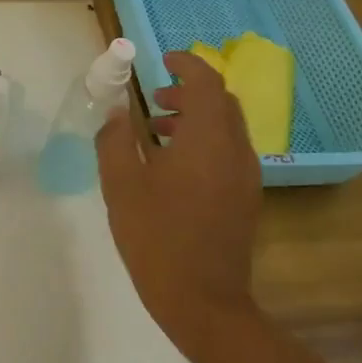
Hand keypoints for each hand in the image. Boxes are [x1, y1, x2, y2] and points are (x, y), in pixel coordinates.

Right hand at [95, 50, 261, 349]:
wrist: (203, 301)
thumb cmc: (156, 236)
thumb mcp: (122, 184)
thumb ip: (115, 138)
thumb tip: (115, 110)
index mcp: (208, 139)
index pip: (206, 82)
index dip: (186, 64)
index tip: (161, 61)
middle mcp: (235, 150)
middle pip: (221, 102)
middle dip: (189, 91)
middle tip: (153, 98)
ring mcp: (246, 176)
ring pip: (226, 127)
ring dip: (195, 117)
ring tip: (156, 130)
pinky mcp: (245, 197)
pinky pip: (228, 151)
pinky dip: (204, 141)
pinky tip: (172, 166)